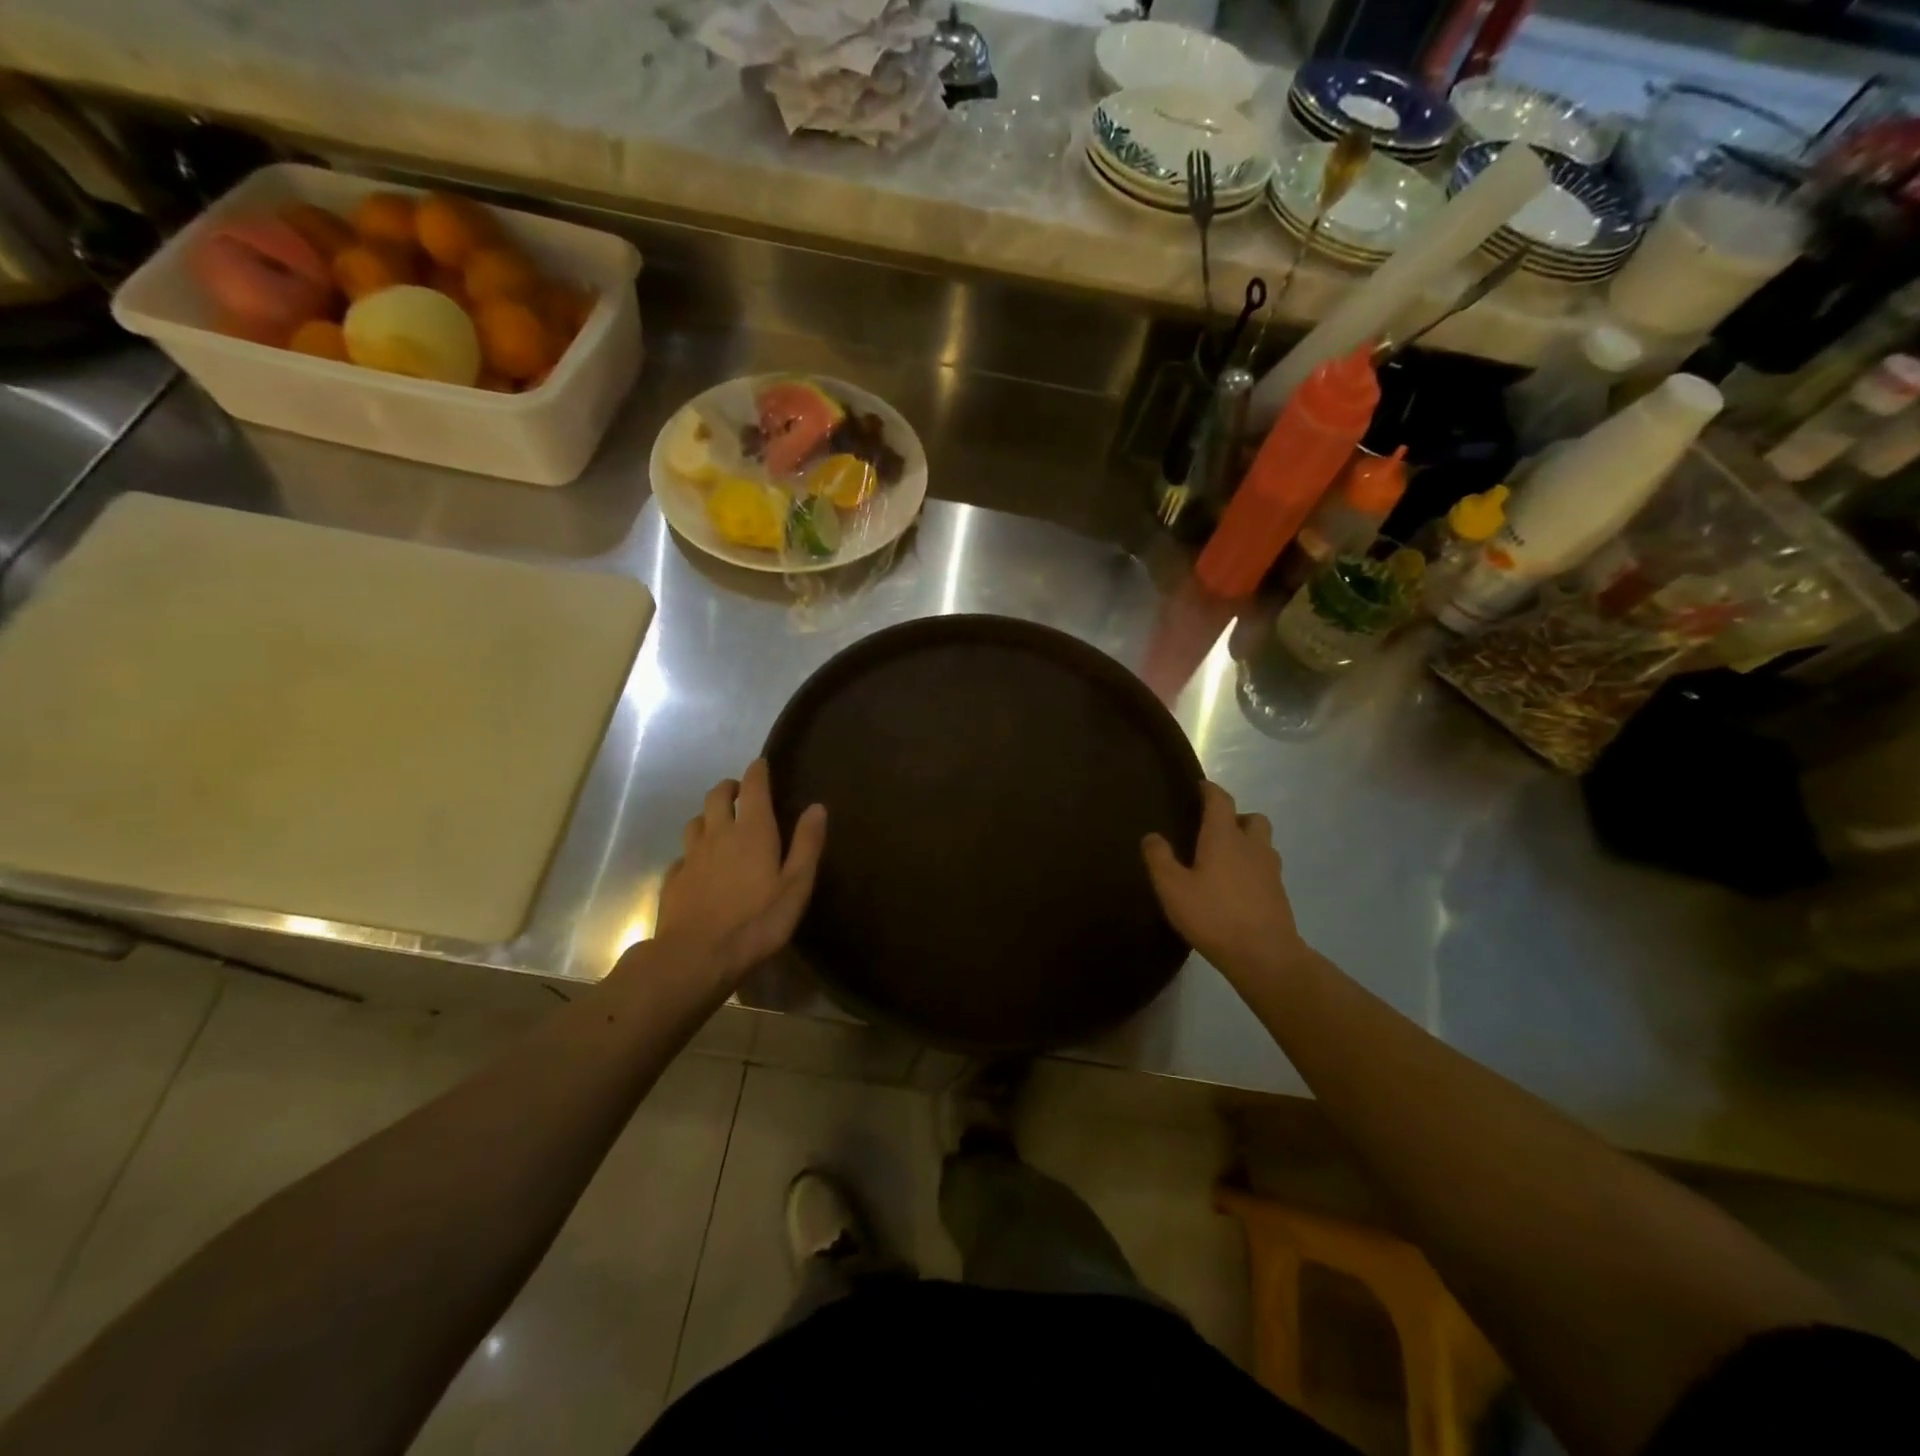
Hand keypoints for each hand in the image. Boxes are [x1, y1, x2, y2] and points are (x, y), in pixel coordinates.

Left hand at [655, 759, 826, 985]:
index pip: (754, 786)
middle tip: (740, 791)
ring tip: (718, 824)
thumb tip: (817, 807)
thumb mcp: (796, 886)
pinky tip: (698, 865)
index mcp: (752, 831)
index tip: (761, 764)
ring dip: (708, 816)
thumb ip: (807, 844)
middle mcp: (718, 834)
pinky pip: (682, 855)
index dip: (757, 771)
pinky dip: (693, 851)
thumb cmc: (757, 921)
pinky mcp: (674, 880)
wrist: (697, 957)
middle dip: (729, 787)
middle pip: (717, 796)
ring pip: (696, 822)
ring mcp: (691, 856)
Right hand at [1143, 781, 1308, 983]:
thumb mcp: (1172, 888)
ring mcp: (1270, 869)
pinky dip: (1253, 868)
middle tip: (1214, 829)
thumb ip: (1159, 858)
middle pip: (1251, 818)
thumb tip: (1152, 836)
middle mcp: (1252, 845)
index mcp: (1224, 837)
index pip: (1220, 800)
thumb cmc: (1213, 915)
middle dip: (1234, 817)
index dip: (1209, 790)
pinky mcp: (1279, 893)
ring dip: (1247, 842)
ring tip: (1225, 859)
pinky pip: (1266, 868)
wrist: (1264, 955)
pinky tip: (1236, 887)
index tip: (1199, 787)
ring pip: (1263, 842)